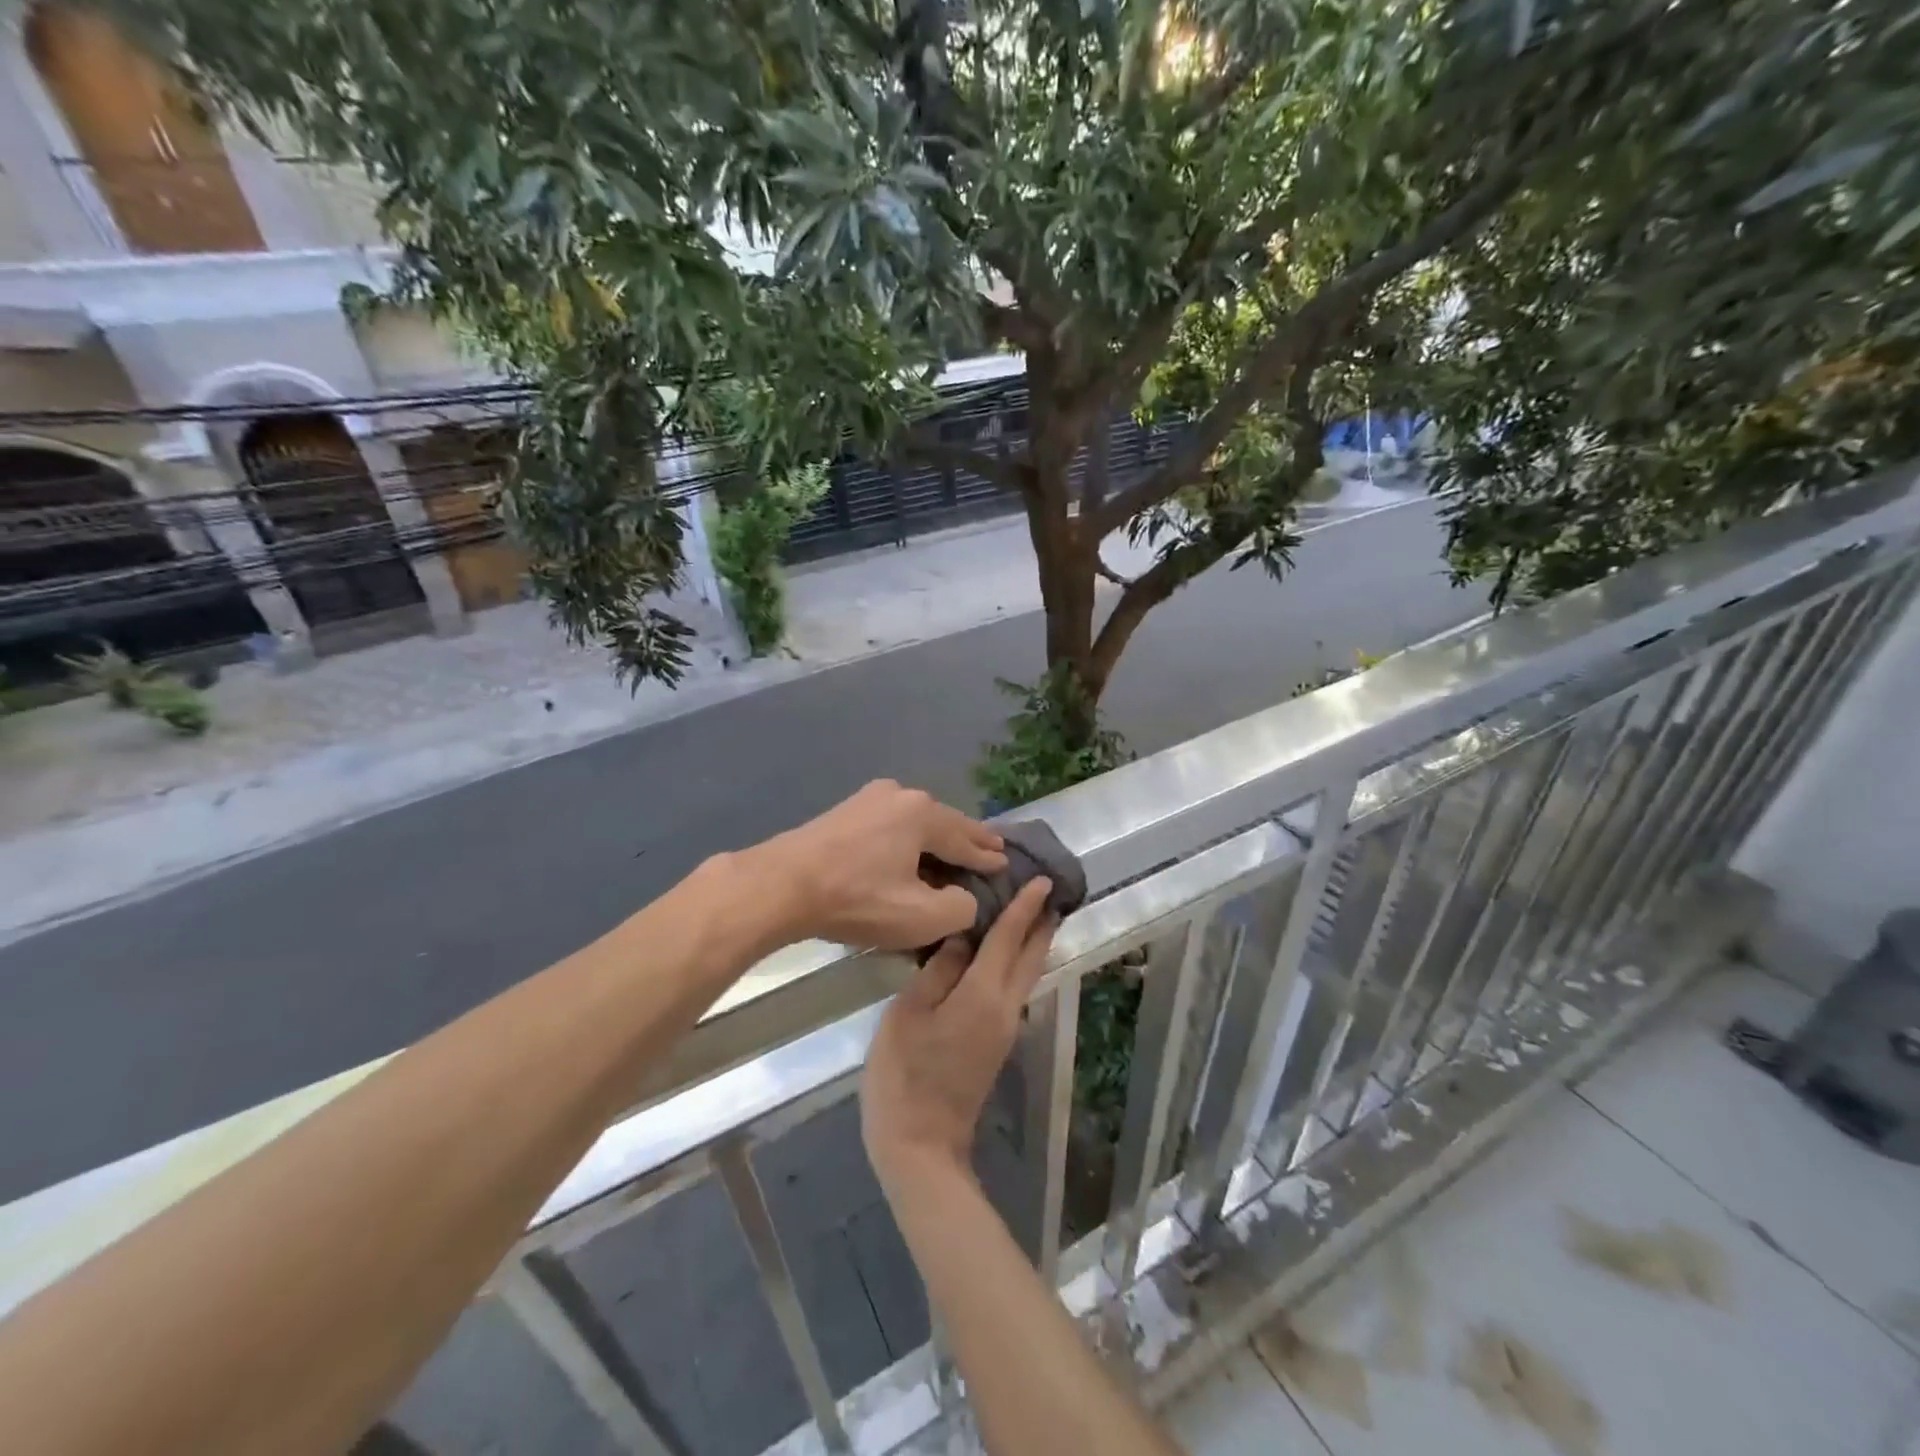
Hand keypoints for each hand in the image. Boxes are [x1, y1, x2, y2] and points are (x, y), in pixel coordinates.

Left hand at [756, 780, 1006, 950]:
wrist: (781, 885)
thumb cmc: (858, 899)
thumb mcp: (921, 917)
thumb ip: (961, 908)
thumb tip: (964, 897)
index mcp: (923, 813)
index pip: (967, 838)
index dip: (988, 856)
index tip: (1007, 863)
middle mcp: (900, 795)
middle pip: (943, 822)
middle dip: (967, 839)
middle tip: (991, 849)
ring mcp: (868, 799)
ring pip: (915, 822)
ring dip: (935, 839)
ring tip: (952, 851)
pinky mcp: (844, 812)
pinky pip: (890, 826)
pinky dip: (907, 840)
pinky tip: (909, 852)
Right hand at [861, 877, 1056, 1188]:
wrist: (921, 1144)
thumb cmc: (905, 1073)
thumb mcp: (910, 1012)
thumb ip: (939, 969)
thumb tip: (961, 937)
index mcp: (984, 994)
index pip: (1010, 938)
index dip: (1026, 906)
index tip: (1044, 879)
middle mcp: (1006, 1007)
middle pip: (1031, 956)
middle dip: (1042, 922)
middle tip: (1047, 890)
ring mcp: (1005, 1028)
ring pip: (1027, 974)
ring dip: (1033, 941)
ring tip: (1027, 912)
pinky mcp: (996, 1042)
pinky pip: (1014, 988)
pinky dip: (1016, 962)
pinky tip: (999, 953)